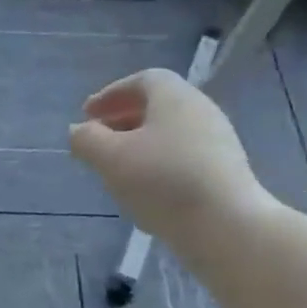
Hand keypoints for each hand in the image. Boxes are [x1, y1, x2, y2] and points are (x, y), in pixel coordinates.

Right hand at [70, 68, 277, 265]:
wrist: (227, 227)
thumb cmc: (163, 181)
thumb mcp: (110, 158)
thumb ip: (87, 139)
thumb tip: (79, 131)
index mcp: (175, 97)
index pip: (142, 80)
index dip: (111, 94)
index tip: (87, 115)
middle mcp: (201, 111)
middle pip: (157, 106)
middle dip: (122, 120)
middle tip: (97, 140)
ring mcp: (218, 143)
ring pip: (170, 134)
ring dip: (139, 145)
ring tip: (116, 169)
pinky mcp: (225, 173)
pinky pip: (184, 157)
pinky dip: (159, 164)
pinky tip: (145, 191)